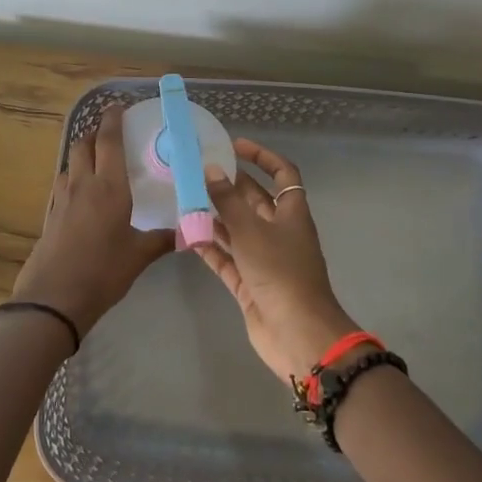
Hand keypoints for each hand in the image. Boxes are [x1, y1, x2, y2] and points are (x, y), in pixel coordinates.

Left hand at [11, 109, 174, 332]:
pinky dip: (74, 176)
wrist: (54, 298)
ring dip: (82, 154)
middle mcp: (82, 184)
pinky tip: (83, 193)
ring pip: (70, 163)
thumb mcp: (138, 256)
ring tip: (97, 161)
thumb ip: (162, 240)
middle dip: (94, 132)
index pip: (108, 141)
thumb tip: (188, 234)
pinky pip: (63, 183)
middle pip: (83, 145)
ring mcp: (62, 199)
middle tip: (109, 132)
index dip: (112, 120)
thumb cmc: (102, 272)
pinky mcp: (50, 214)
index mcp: (108, 187)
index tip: (117, 106)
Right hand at [196, 138, 360, 381]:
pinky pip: (226, 259)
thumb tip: (211, 169)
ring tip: (183, 200)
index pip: (282, 174)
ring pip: (236, 230)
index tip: (234, 146)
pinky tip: (186, 235)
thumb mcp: (251, 231)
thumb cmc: (280, 273)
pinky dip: (209, 247)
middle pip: (254, 201)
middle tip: (196, 172)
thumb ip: (228, 201)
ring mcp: (264, 260)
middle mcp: (279, 233)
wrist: (297, 335)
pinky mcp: (249, 284)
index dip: (262, 156)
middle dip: (229, 186)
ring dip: (213, 217)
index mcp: (291, 214)